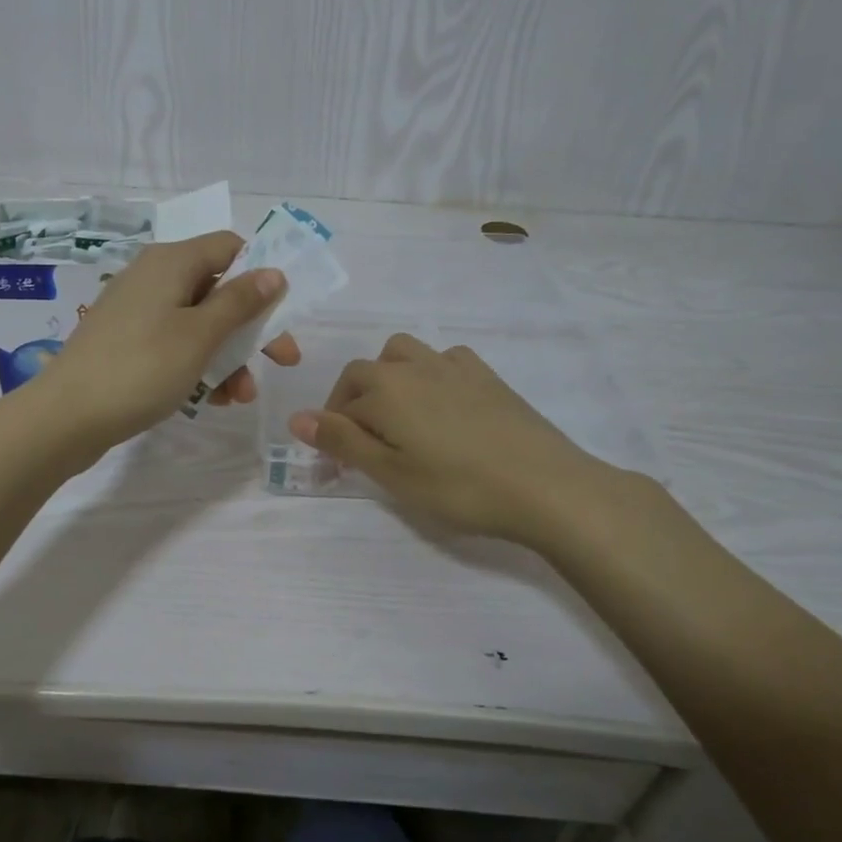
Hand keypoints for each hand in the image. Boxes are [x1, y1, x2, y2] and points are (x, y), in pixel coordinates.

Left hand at [37, 231, 301, 449]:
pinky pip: (174, 344)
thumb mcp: (199, 335)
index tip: (282, 311)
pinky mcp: (126, 342)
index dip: (260, 274)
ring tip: (240, 397)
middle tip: (282, 362)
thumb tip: (274, 272)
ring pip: (198, 323)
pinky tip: (213, 400)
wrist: (65, 417)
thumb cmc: (140, 368)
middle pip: (218, 289)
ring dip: (228, 356)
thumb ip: (240, 302)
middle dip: (251, 328)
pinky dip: (198, 366)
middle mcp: (153, 277)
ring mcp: (136, 311)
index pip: (229, 247)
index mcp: (171, 262)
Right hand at [287, 333, 626, 543]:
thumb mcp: (391, 473)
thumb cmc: (458, 487)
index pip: (340, 406)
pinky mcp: (487, 375)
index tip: (338, 467)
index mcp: (384, 389)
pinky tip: (443, 403)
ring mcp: (453, 366)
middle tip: (364, 445)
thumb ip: (343, 442)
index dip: (332, 435)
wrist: (544, 485)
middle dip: (353, 402)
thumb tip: (296, 417)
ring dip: (389, 378)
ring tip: (398, 416)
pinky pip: (445, 359)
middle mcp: (413, 366)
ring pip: (403, 354)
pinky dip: (430, 373)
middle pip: (366, 372)